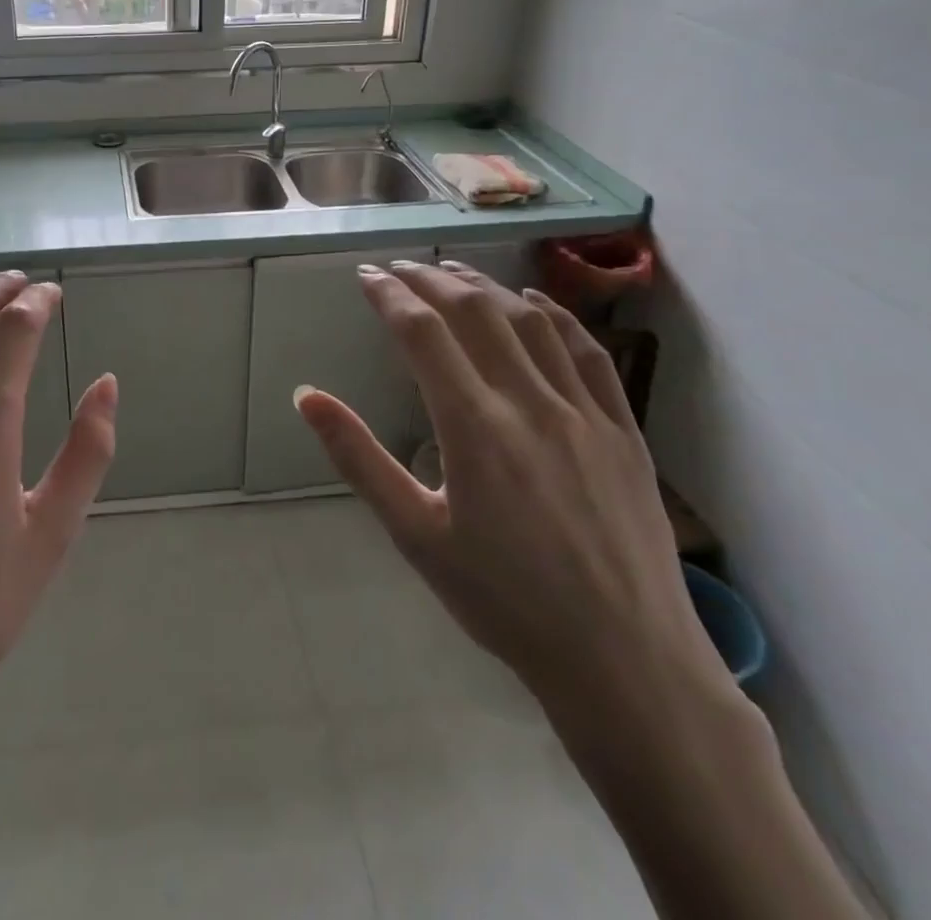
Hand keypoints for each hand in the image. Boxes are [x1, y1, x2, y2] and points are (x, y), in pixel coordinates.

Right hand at [295, 261, 723, 707]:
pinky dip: (556, 315)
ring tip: (454, 272)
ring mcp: (584, 412)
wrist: (624, 662)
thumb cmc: (504, 601)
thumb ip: (358, 457)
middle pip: (475, 312)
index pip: (422, 333)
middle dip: (431, 279)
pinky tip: (535, 302)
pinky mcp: (624, 430)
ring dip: (486, 286)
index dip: (389, 295)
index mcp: (474, 427)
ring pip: (531, 322)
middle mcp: (530, 403)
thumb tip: (306, 396)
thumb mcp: (414, 534)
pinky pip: (588, 353)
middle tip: (400, 267)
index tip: (366, 275)